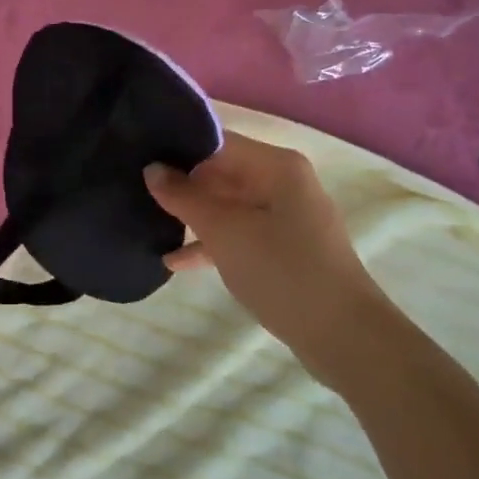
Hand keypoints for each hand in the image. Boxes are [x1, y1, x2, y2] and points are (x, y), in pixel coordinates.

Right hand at [145, 133, 392, 388]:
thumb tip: (152, 169)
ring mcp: (287, 216)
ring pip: (229, 205)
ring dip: (193, 216)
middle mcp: (284, 182)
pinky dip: (212, 242)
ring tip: (148, 221)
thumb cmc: (282, 271)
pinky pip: (241, 233)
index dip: (178, 148)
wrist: (342, 336)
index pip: (217, 141)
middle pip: (223, 172)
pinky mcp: (286, 248)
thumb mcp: (224, 232)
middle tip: (135, 190)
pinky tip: (175, 261)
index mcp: (276, 166)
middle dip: (182, 184)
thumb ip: (185, 197)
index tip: (139, 157)